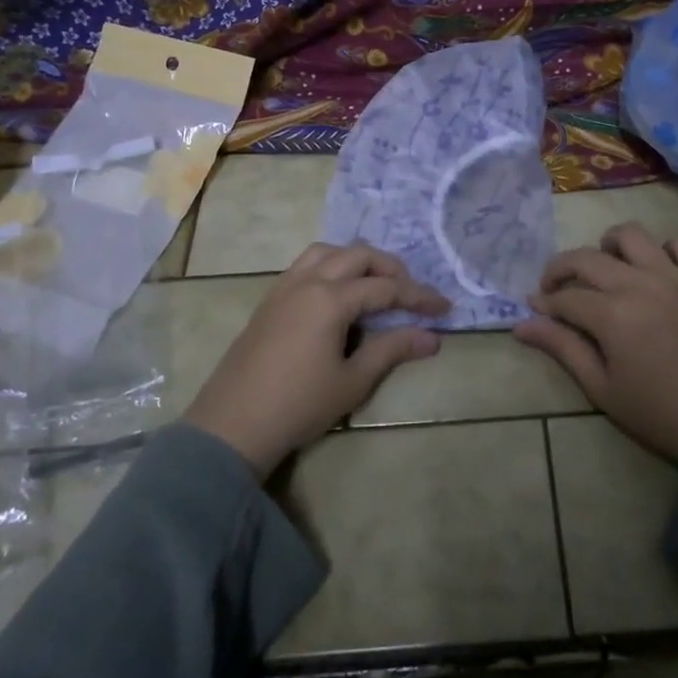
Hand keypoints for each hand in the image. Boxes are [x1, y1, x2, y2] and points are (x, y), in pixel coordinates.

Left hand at [182, 242, 449, 476]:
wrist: (232, 424)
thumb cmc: (299, 405)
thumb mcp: (353, 381)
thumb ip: (392, 350)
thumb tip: (432, 337)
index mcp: (331, 299)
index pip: (386, 288)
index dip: (419, 296)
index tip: (445, 308)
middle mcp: (308, 281)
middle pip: (358, 256)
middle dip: (391, 269)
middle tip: (411, 293)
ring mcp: (285, 287)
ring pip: (328, 252)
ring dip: (357, 260)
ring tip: (375, 284)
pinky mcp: (270, 299)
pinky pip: (306, 265)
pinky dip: (331, 266)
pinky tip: (338, 293)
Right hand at [514, 224, 677, 463]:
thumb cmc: (658, 413)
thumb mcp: (602, 388)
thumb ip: (563, 348)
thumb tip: (521, 324)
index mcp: (613, 315)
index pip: (565, 297)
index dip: (544, 302)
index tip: (536, 309)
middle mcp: (640, 285)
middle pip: (587, 258)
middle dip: (560, 269)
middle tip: (555, 289)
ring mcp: (675, 277)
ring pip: (632, 235)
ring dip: (609, 245)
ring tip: (605, 268)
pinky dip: (664, 249)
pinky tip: (655, 269)